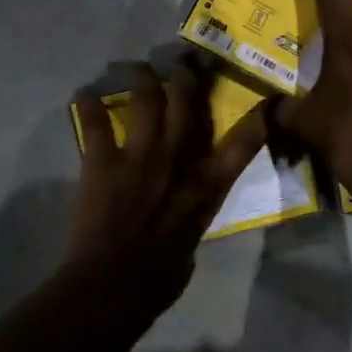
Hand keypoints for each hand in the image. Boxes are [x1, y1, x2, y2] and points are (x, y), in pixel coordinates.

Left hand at [65, 59, 268, 310]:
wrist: (115, 286)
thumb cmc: (160, 278)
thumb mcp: (192, 243)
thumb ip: (192, 215)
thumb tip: (187, 210)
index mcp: (207, 186)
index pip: (243, 143)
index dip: (259, 118)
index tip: (269, 100)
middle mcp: (179, 160)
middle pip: (188, 105)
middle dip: (186, 79)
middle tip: (182, 65)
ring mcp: (140, 156)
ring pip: (146, 100)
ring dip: (142, 80)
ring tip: (137, 68)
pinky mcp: (103, 161)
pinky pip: (95, 123)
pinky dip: (87, 106)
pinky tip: (83, 95)